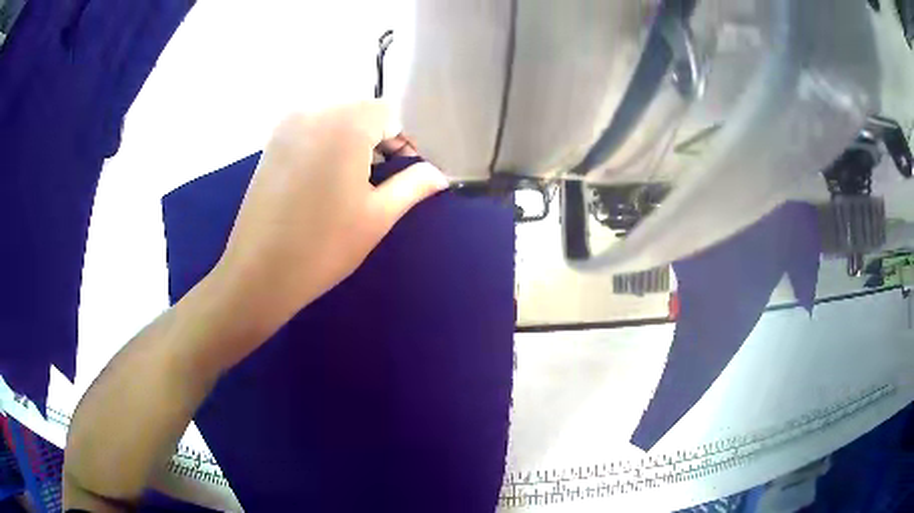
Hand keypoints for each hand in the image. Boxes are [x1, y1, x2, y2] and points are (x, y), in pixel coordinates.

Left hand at [214, 100, 448, 330]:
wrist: (259, 273)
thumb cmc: (324, 245)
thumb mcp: (378, 215)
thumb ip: (414, 185)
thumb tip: (439, 175)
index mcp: (345, 122)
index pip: (389, 113)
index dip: (404, 141)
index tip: (405, 174)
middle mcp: (314, 110)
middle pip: (361, 111)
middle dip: (379, 139)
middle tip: (380, 179)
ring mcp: (287, 125)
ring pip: (335, 118)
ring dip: (353, 141)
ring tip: (352, 181)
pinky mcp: (271, 143)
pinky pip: (311, 129)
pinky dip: (327, 144)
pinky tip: (323, 179)